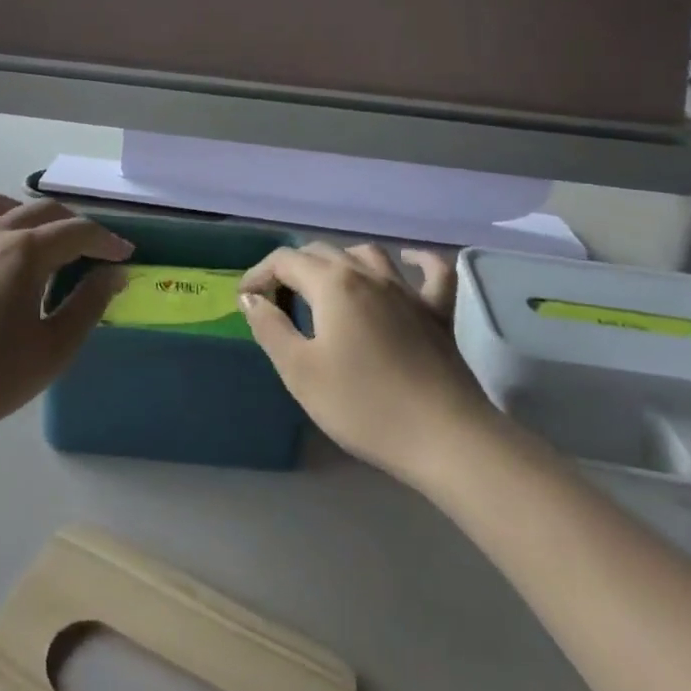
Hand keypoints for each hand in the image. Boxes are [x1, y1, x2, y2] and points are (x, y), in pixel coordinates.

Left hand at [0, 195, 131, 460]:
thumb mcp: (52, 350)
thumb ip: (88, 304)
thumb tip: (114, 273)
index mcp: (26, 252)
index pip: (77, 231)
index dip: (106, 240)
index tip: (124, 255)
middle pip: (40, 211)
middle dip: (72, 224)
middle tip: (90, 250)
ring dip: (24, 214)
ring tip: (36, 238)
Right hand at [238, 244, 493, 483]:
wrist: (445, 438)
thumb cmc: (364, 405)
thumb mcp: (300, 371)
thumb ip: (270, 328)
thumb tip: (251, 298)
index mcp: (332, 284)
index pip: (285, 260)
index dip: (259, 274)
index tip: (246, 300)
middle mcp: (369, 274)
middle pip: (321, 252)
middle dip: (292, 269)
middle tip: (278, 303)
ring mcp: (408, 291)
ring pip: (368, 254)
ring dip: (340, 261)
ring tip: (327, 285)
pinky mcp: (438, 313)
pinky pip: (432, 272)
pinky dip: (417, 261)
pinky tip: (409, 261)